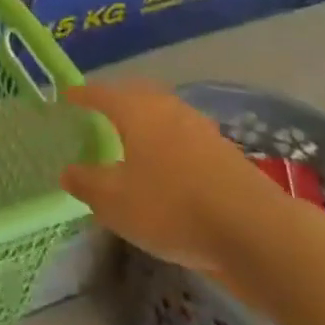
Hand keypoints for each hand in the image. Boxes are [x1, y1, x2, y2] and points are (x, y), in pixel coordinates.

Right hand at [58, 81, 287, 276]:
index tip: (68, 96)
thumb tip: (67, 171)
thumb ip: (87, 184)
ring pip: (165, 115)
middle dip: (118, 101)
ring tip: (133, 140)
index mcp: (136, 111)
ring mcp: (201, 129)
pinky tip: (167, 168)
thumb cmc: (172, 207)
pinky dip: (170, 145)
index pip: (101, 93)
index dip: (82, 95)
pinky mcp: (226, 154)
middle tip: (101, 112)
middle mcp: (168, 109)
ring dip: (147, 122)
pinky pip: (186, 138)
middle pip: (137, 95)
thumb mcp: (114, 202)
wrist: (256, 231)